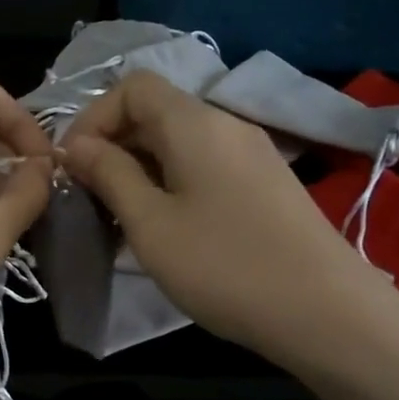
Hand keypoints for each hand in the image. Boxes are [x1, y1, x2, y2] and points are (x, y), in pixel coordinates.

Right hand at [61, 71, 397, 371]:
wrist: (326, 313)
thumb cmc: (224, 265)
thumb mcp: (150, 222)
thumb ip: (109, 174)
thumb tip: (76, 145)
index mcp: (194, 124)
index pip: (132, 86)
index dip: (93, 118)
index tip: (73, 166)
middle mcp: (225, 125)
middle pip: (155, 112)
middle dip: (112, 147)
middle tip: (89, 198)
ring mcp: (251, 155)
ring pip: (177, 144)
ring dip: (139, 170)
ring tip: (120, 219)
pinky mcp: (264, 185)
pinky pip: (203, 167)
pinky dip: (170, 185)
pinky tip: (164, 229)